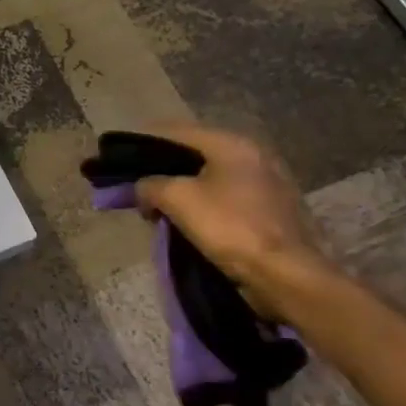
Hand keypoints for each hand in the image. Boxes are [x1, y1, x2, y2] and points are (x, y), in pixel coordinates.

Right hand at [134, 123, 328, 313]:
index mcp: (231, 143)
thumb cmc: (229, 227)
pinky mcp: (270, 209)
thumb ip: (151, 185)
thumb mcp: (178, 199)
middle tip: (139, 192)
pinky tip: (188, 223)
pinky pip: (226, 198)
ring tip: (159, 211)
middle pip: (194, 154)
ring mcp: (266, 182)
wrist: (283, 273)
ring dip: (182, 191)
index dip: (144, 143)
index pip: (176, 131)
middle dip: (163, 171)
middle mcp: (252, 154)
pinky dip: (203, 205)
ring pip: (210, 177)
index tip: (121, 161)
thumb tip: (142, 187)